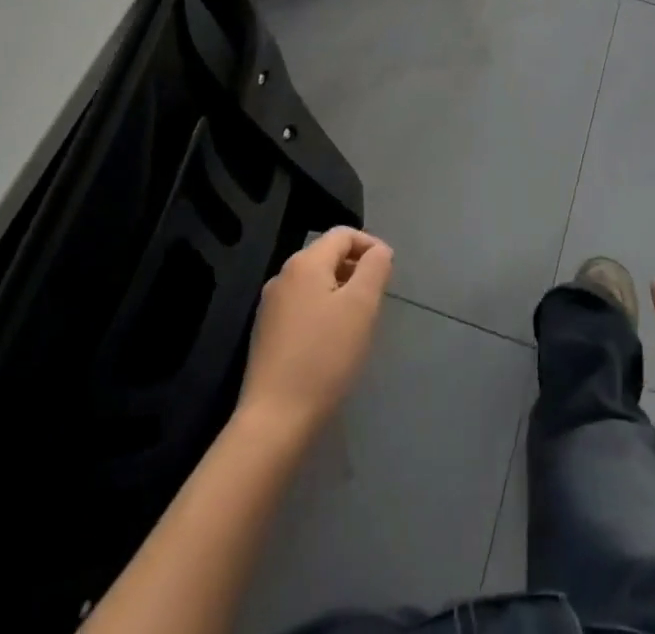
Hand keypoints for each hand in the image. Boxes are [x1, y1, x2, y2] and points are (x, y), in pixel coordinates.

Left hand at [237, 227, 392, 441]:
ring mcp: (270, 306)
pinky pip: (301, 306)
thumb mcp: (361, 306)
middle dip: (355, 270)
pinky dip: (322, 311)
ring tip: (357, 322)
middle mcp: (283, 276)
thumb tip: (379, 251)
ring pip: (314, 282)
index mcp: (305, 263)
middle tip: (376, 301)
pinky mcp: (265, 333)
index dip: (370, 246)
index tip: (388, 273)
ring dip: (340, 292)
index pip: (343, 234)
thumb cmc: (325, 357)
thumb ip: (374, 268)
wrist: (274, 420)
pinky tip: (331, 342)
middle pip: (327, 256)